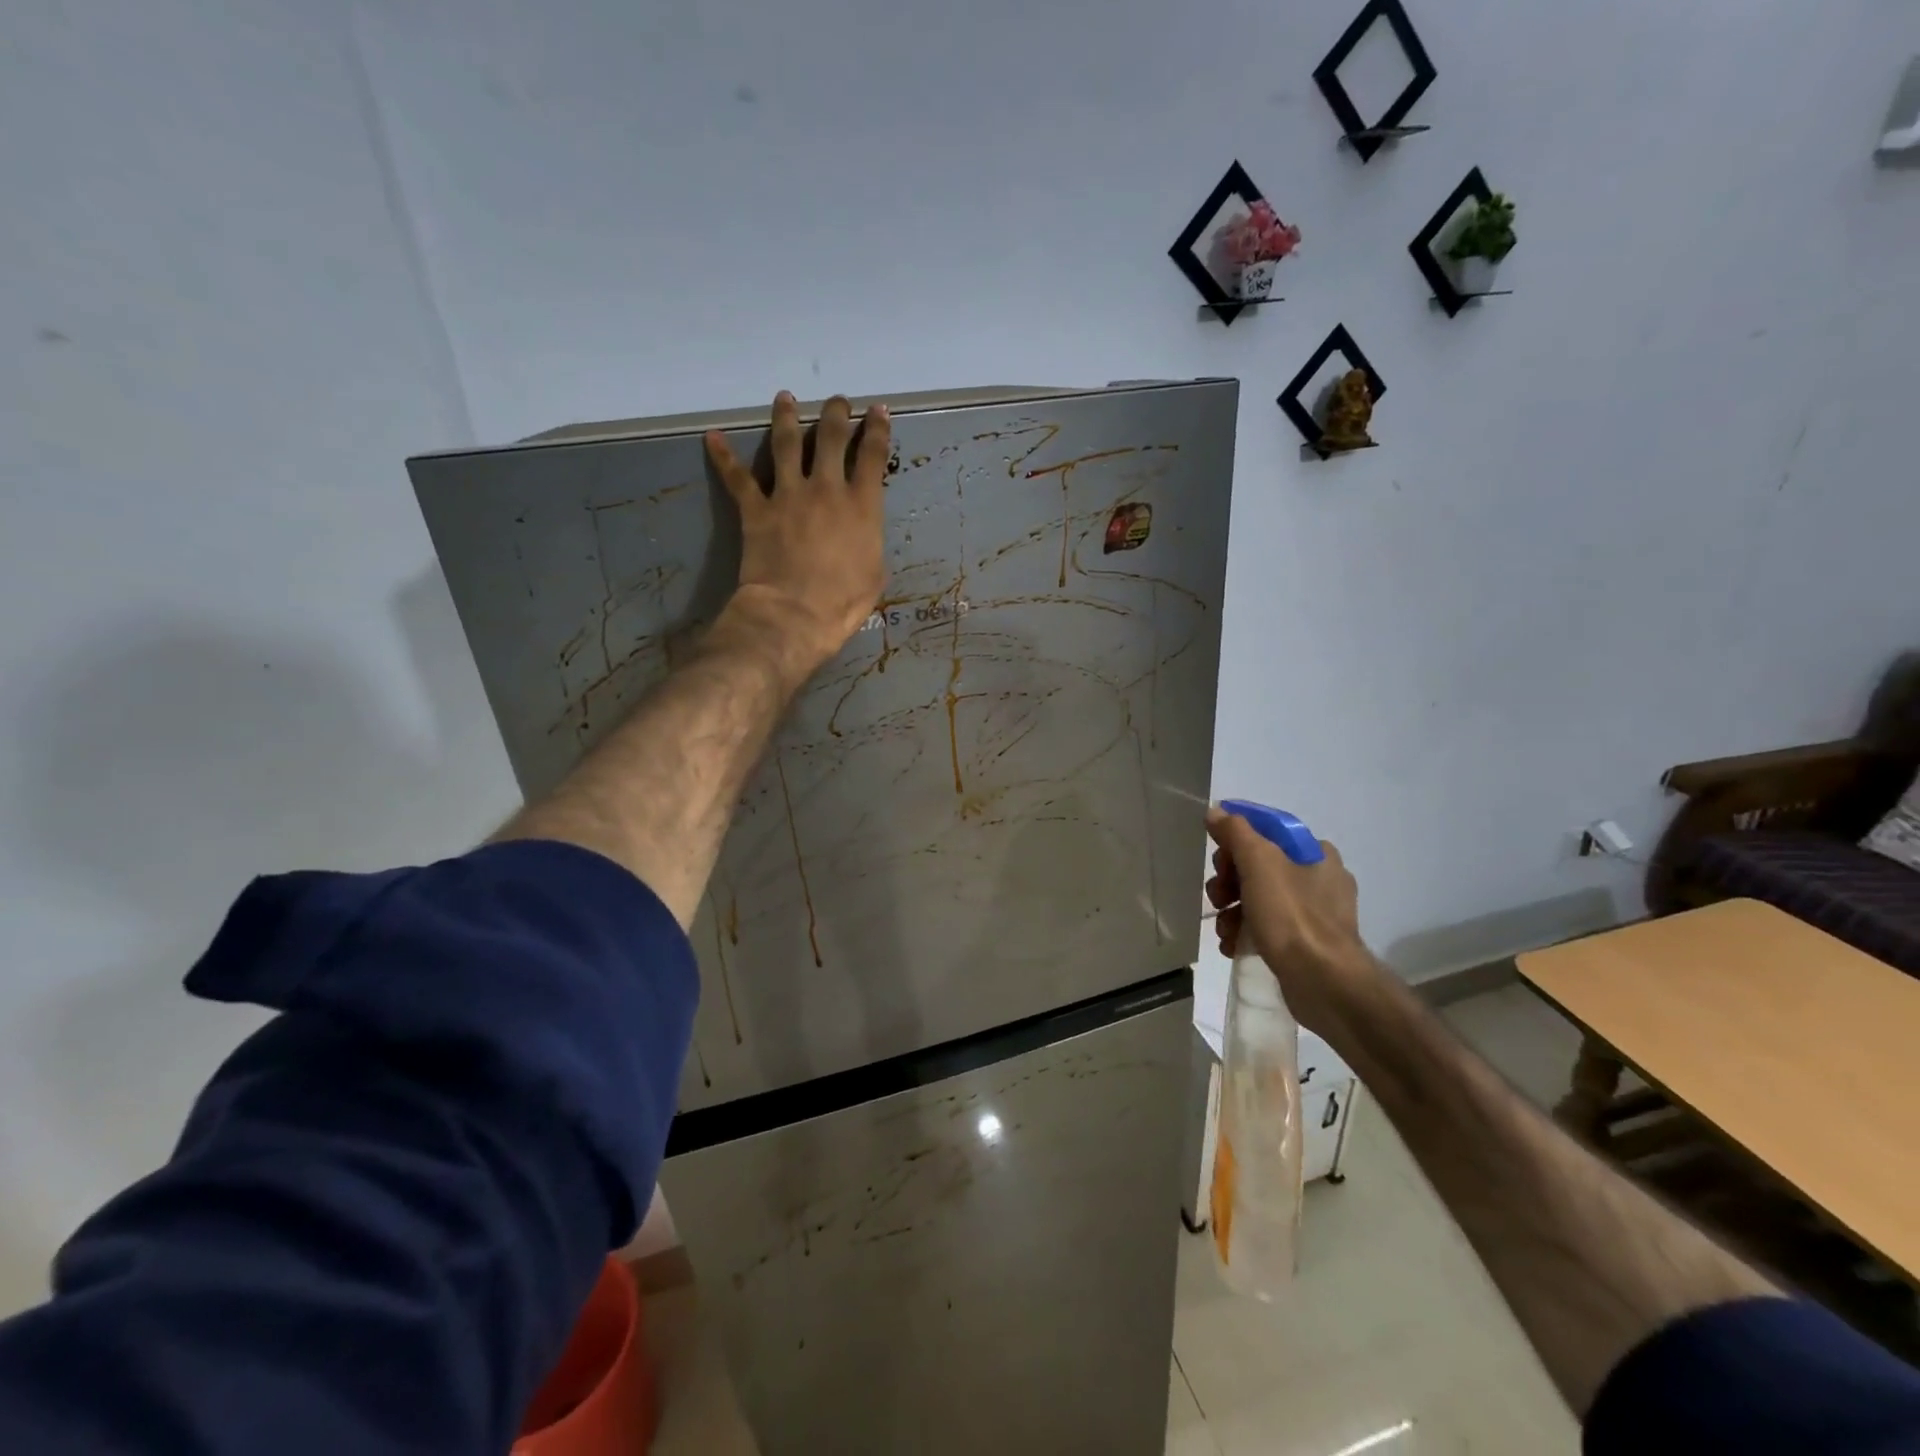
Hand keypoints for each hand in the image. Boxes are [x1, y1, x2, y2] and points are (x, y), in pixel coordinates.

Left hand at [705, 391, 888, 678]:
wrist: (795, 613)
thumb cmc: (843, 602)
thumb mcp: (875, 573)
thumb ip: (870, 541)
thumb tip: (863, 531)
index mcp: (862, 506)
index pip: (872, 456)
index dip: (878, 430)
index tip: (878, 410)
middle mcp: (826, 489)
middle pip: (831, 438)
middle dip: (836, 414)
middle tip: (837, 401)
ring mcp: (788, 495)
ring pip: (787, 443)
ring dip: (787, 417)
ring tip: (785, 398)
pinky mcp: (756, 509)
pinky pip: (737, 477)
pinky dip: (723, 457)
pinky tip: (712, 437)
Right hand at [1205, 807, 1370, 1032]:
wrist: (1323, 982)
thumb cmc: (1292, 915)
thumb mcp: (1259, 862)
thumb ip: (1236, 832)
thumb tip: (1217, 811)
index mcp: (1316, 853)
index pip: (1267, 831)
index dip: (1236, 841)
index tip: (1219, 858)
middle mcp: (1319, 880)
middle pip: (1258, 866)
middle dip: (1229, 881)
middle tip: (1219, 896)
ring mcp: (1314, 915)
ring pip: (1258, 898)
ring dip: (1232, 910)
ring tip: (1223, 928)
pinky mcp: (1305, 944)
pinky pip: (1266, 928)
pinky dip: (1245, 933)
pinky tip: (1232, 945)